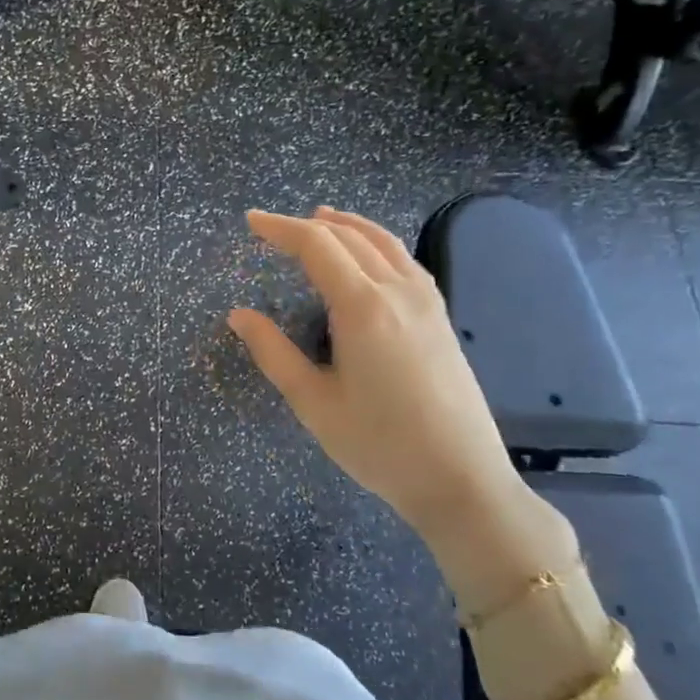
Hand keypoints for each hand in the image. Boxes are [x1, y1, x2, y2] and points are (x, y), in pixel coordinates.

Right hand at [228, 206, 528, 543]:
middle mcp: (397, 292)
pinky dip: (376, 244)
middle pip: (349, 237)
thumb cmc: (378, 444)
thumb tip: (239, 315)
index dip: (280, 228)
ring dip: (347, 225)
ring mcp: (426, 303)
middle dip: (307, 225)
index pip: (317, 246)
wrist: (460, 479)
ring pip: (383, 243)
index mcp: (362, 308)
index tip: (250, 221)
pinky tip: (368, 256)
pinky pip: (404, 261)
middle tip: (271, 227)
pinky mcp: (440, 318)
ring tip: (319, 219)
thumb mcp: (313, 402)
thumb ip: (273, 352)